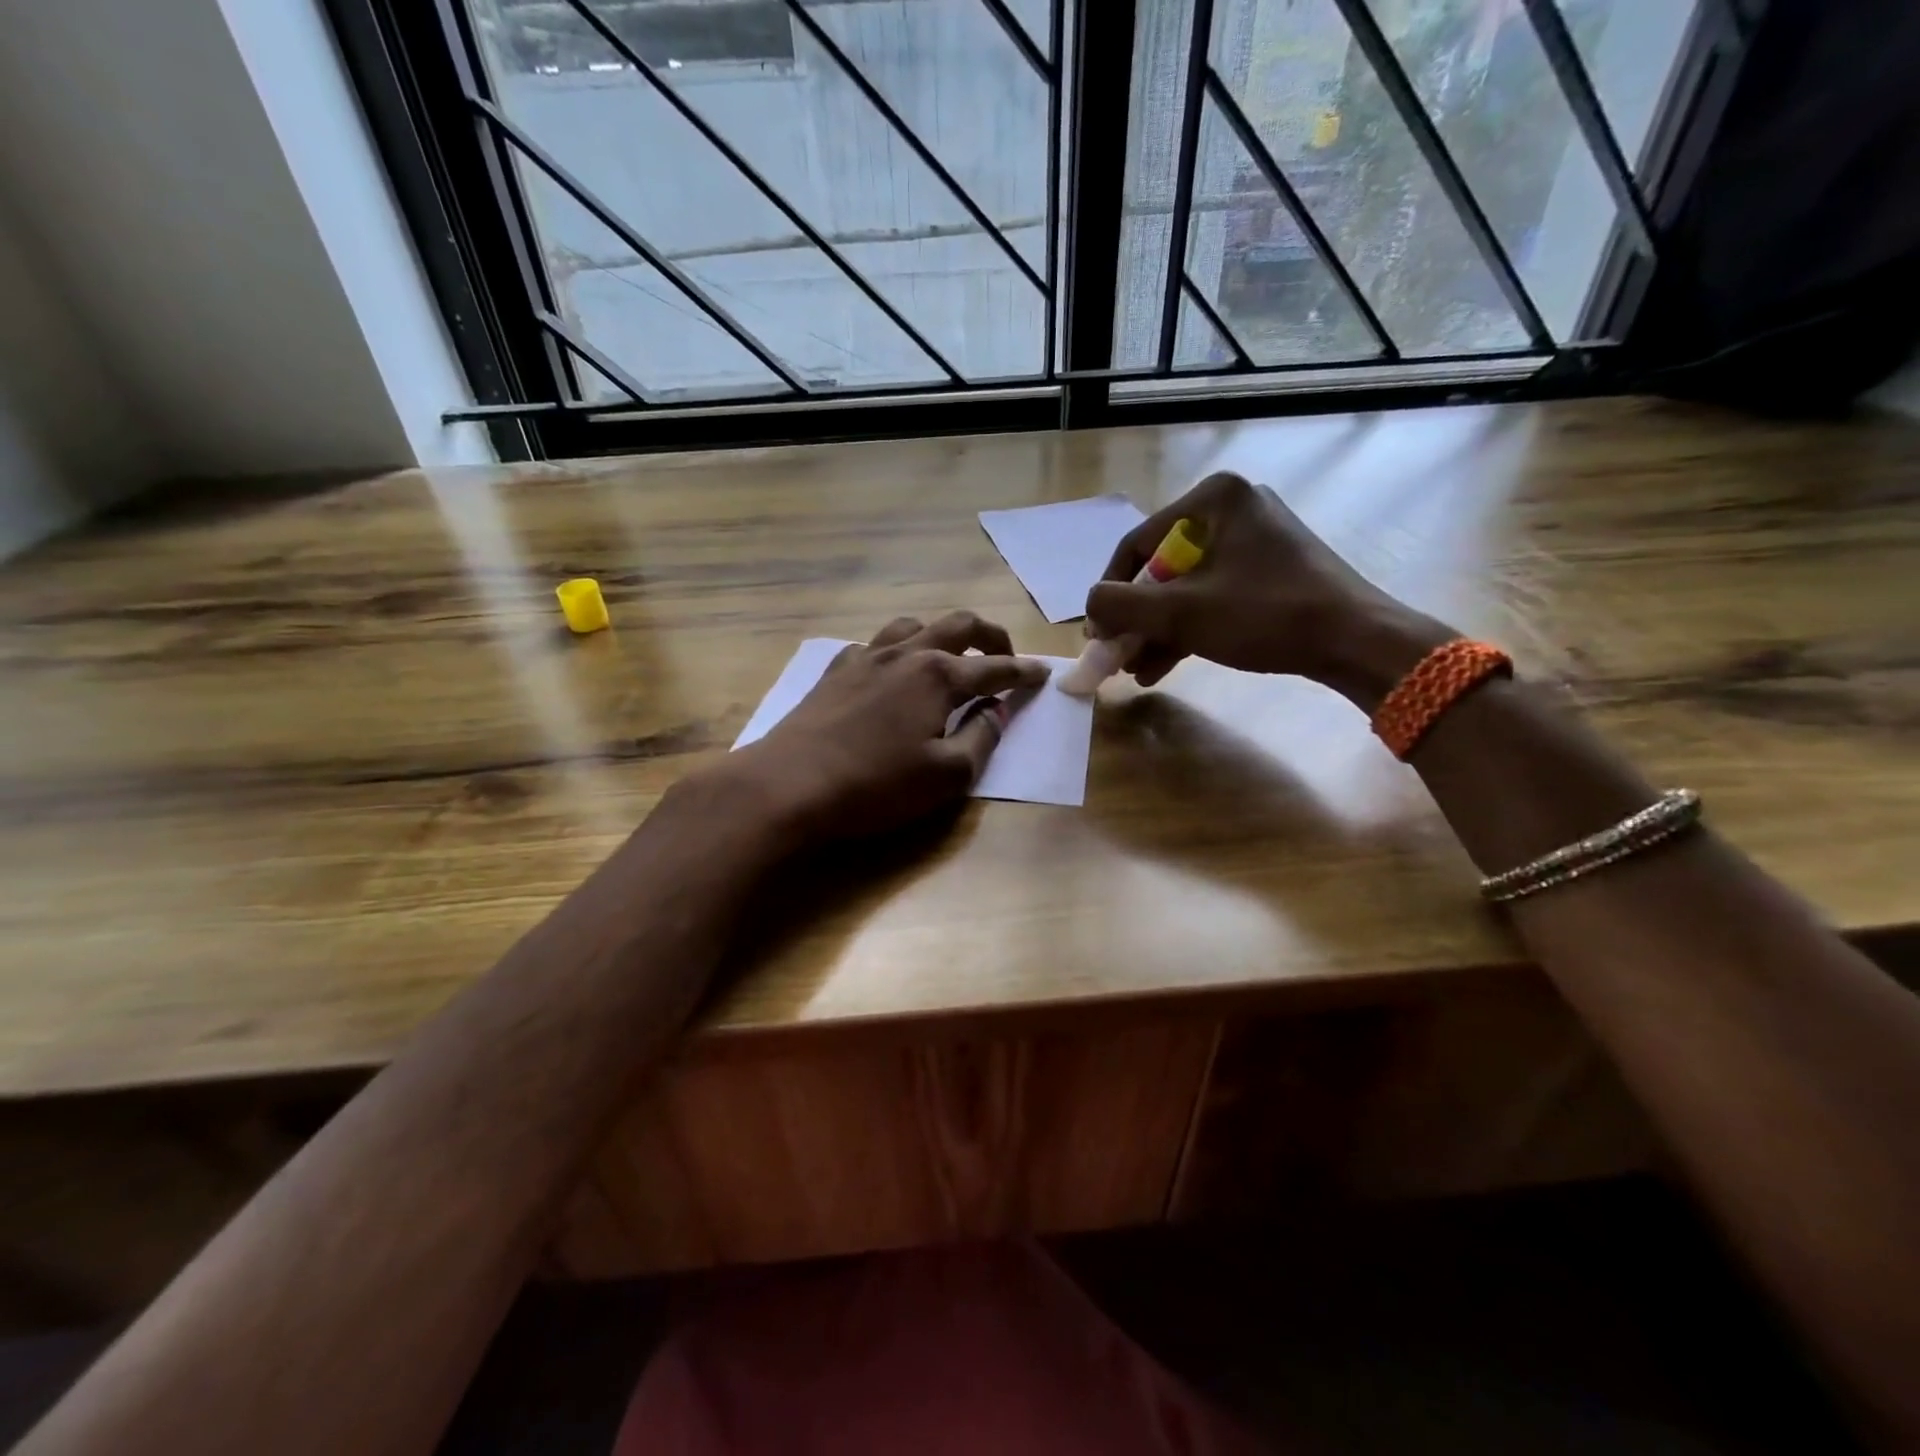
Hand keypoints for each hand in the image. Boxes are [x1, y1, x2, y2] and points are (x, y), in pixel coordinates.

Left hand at [728, 612, 1048, 844]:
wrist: (788, 784)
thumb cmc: (876, 785)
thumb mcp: (946, 775)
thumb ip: (982, 739)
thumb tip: (996, 711)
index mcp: (939, 676)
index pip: (995, 667)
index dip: (1023, 672)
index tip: (1043, 674)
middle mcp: (906, 653)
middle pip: (958, 625)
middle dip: (990, 636)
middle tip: (1004, 657)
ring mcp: (866, 657)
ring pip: (913, 625)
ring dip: (941, 634)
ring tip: (950, 656)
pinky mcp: (835, 671)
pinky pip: (874, 645)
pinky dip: (897, 650)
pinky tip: (892, 672)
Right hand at [1086, 471, 1455, 708]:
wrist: (1355, 640)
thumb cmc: (1264, 615)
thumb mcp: (1180, 612)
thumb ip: (1120, 606)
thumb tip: (1090, 608)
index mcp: (1214, 498)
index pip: (1137, 544)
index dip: (1109, 593)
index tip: (1097, 634)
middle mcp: (1234, 508)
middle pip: (1161, 568)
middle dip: (1136, 619)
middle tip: (1118, 655)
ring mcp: (1256, 539)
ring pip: (1187, 587)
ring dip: (1158, 630)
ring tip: (1137, 671)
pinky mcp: (1272, 570)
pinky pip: (1214, 595)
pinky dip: (1189, 628)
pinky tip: (1164, 665)